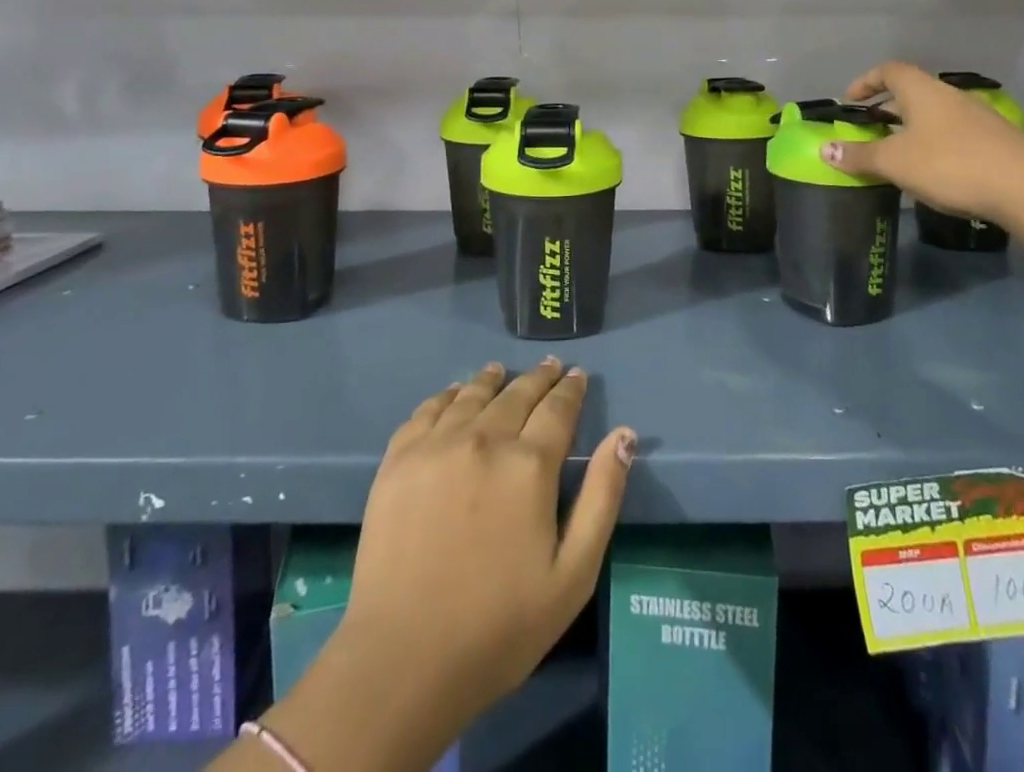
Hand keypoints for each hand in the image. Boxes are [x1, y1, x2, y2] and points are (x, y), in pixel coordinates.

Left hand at [257, 361, 635, 771]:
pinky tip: (454, 393)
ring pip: (472, 395)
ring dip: (492, 379)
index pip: (558, 409)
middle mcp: (485, 438)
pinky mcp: (399, 459)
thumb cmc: (499, 626)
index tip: (577, 374)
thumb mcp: (573, 574)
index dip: (571, 389)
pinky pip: (428, 410)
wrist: (403, 658)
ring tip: (500, 370)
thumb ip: (602, 497)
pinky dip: (447, 395)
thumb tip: (624, 435)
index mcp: (530, 464)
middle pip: (517, 394)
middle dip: (538, 378)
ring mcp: (437, 445)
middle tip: (549, 366)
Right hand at [821, 60, 1023, 226]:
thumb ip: (859, 155)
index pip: (890, 70)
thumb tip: (824, 149)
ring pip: (935, 115)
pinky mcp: (997, 142)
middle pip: (913, 92)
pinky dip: (935, 144)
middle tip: (869, 130)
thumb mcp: (895, 162)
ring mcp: (978, 118)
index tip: (850, 101)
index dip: (866, 81)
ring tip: (897, 153)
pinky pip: (954, 134)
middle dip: (887, 108)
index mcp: (923, 91)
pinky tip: (933, 171)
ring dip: (912, 128)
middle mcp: (951, 96)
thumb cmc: (951, 164)